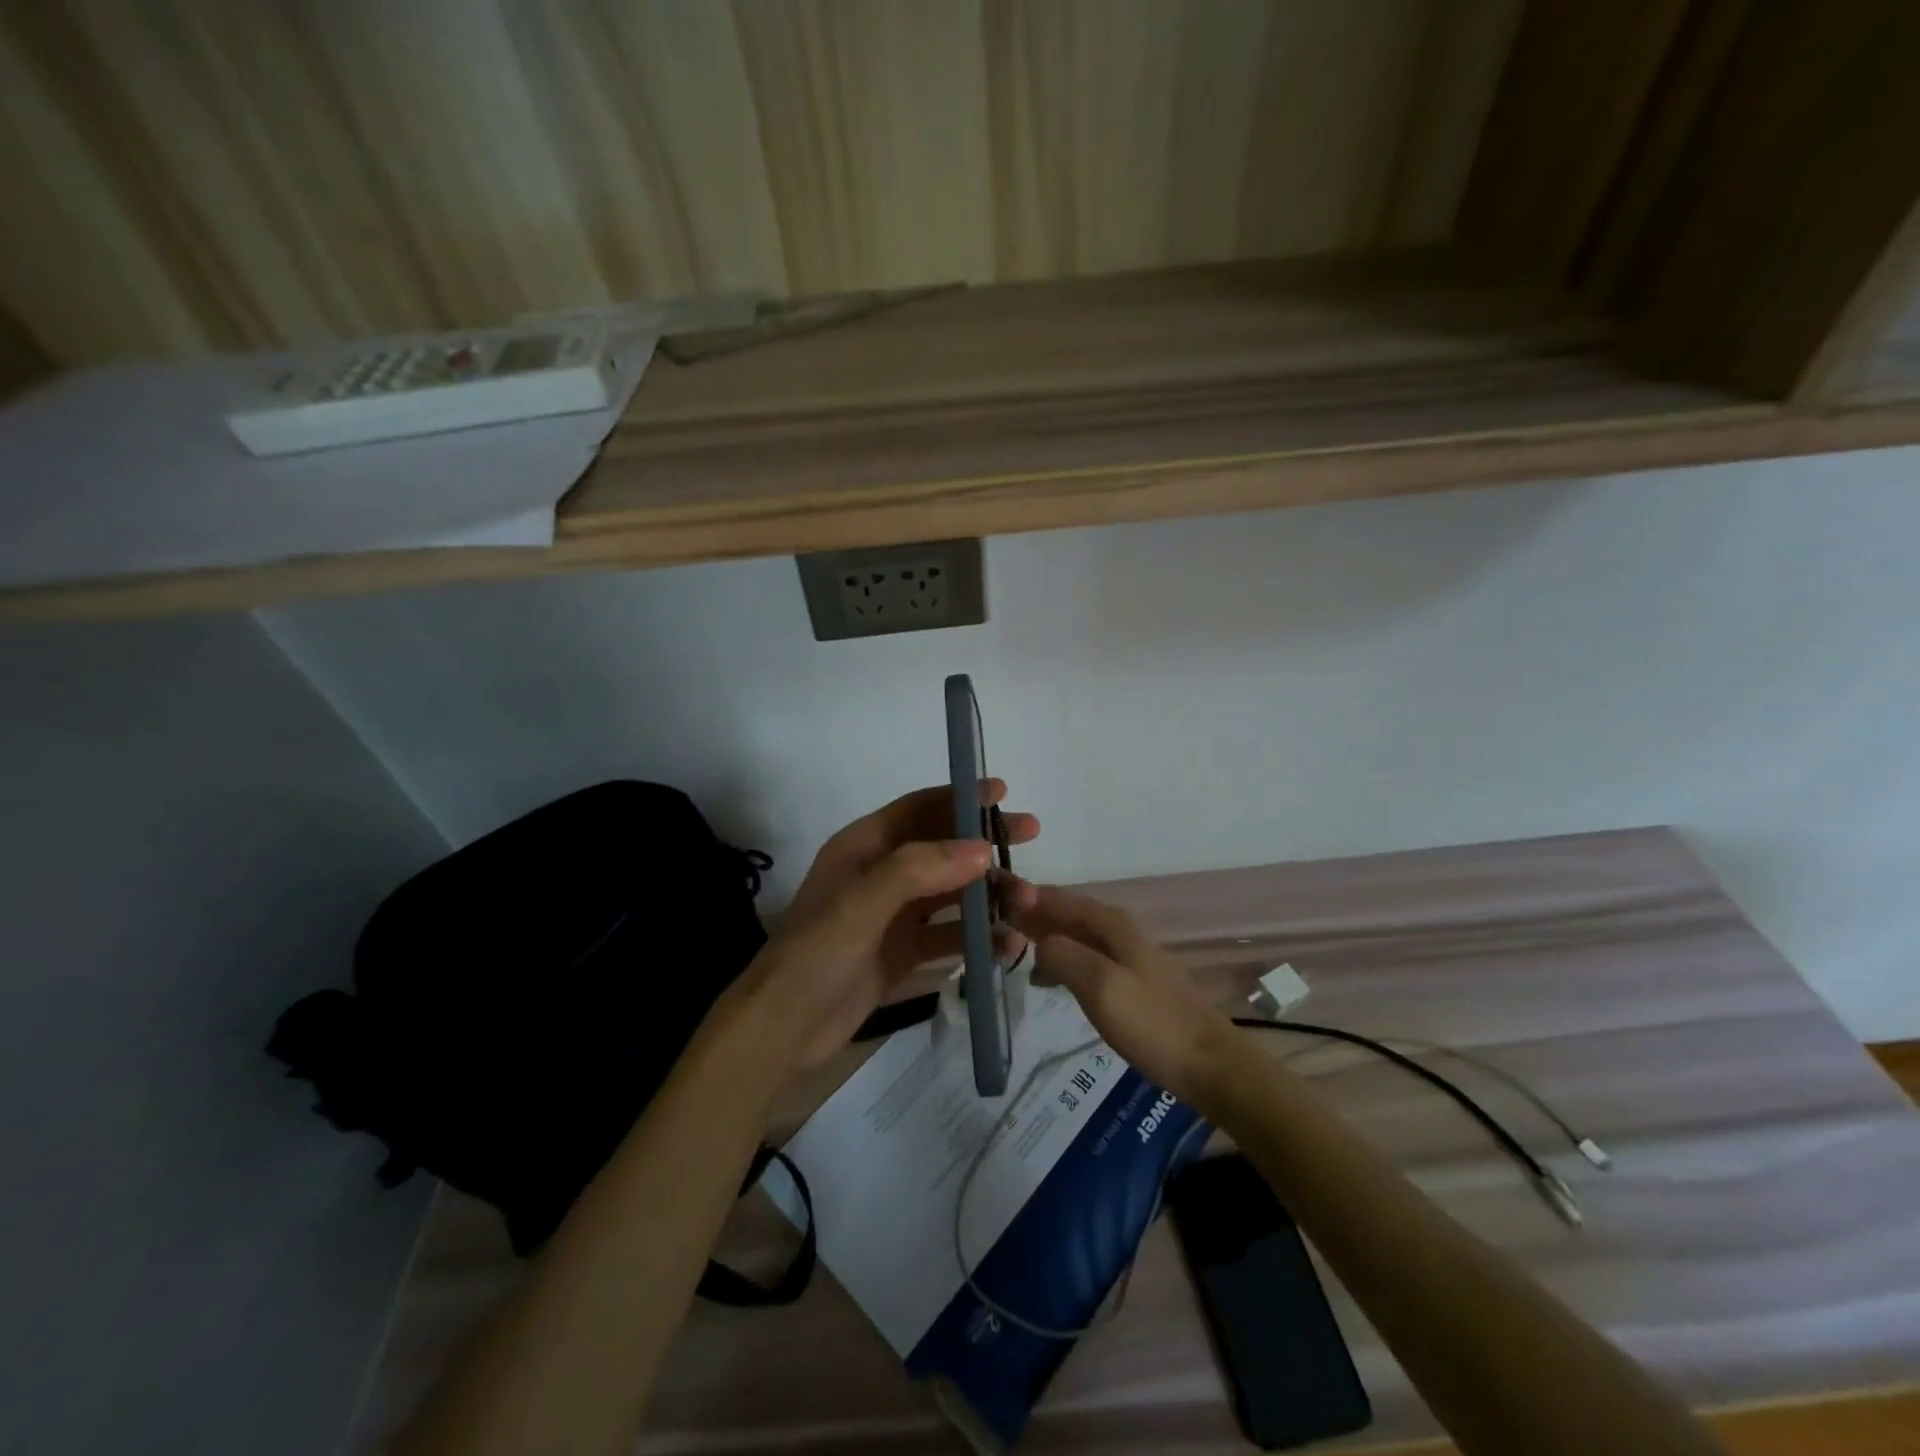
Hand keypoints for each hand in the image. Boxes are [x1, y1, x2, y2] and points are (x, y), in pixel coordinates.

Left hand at [740, 781, 1039, 1070]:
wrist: (782, 1029)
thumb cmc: (816, 954)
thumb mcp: (862, 903)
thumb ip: (919, 869)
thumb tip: (982, 848)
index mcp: (864, 847)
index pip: (918, 808)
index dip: (960, 797)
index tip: (1003, 793)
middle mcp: (881, 874)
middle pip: (942, 847)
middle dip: (985, 841)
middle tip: (1031, 835)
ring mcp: (893, 916)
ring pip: (951, 892)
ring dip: (989, 893)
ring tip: (1028, 902)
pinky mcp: (903, 953)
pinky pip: (948, 936)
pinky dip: (978, 937)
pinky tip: (1009, 945)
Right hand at [1000, 879, 1233, 1106]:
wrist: (1210, 1065)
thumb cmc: (1153, 1023)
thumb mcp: (1100, 986)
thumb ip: (1063, 956)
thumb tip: (1038, 942)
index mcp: (1110, 923)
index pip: (1057, 897)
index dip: (1024, 896)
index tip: (989, 900)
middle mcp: (1118, 930)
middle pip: (1066, 913)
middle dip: (1030, 916)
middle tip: (992, 930)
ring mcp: (1127, 956)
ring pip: (1075, 936)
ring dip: (1043, 940)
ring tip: (1011, 954)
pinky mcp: (1132, 981)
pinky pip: (1086, 958)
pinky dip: (1061, 961)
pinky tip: (1048, 980)